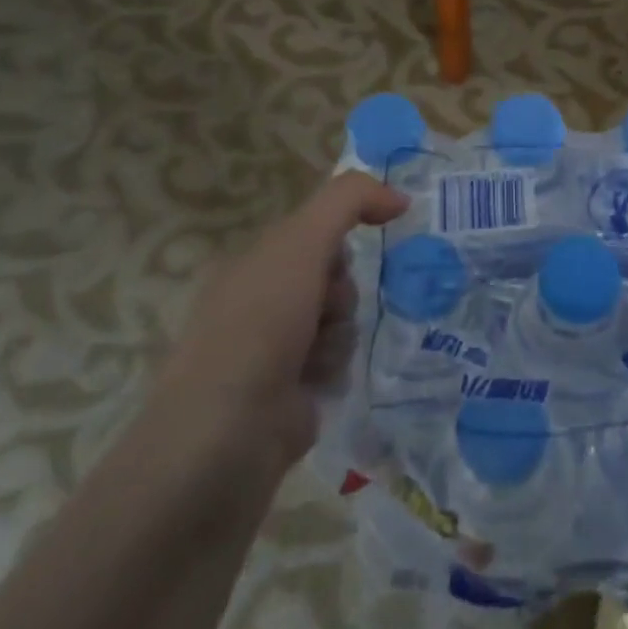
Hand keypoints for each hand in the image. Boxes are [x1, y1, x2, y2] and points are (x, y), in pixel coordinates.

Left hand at [149, 172, 408, 475]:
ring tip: (316, 354)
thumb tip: (398, 197)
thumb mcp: (301, 242)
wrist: (229, 432)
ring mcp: (273, 348)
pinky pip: (336, 358)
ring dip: (340, 331)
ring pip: (340, 317)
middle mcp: (259, 300)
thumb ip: (349, 201)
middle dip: (340, 289)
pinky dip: (334, 366)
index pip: (314, 231)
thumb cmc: (260, 325)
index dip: (341, 235)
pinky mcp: (291, 389)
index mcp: (252, 263)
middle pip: (333, 274)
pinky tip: (316, 382)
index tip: (369, 242)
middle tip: (326, 305)